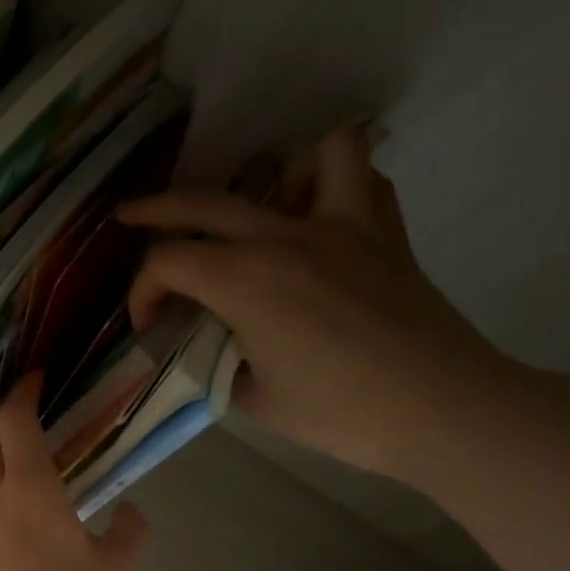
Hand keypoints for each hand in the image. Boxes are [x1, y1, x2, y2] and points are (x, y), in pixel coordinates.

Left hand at [0, 375, 149, 570]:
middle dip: (1, 415)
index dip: (25, 391)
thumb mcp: (116, 567)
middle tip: (27, 410)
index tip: (38, 377)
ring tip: (16, 452)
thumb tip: (129, 513)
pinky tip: (6, 502)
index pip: (16, 420)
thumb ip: (129, 530)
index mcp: (28, 487)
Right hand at [119, 128, 524, 485]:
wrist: (439, 408)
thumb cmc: (339, 412)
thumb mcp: (253, 399)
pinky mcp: (384, 232)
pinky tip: (318, 220)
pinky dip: (333, 185)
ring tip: (261, 213)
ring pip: (304, 157)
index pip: (167, 263)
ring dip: (272, 178)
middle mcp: (286, 237)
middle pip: (204, 201)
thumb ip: (220, 361)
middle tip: (130, 218)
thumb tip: (218, 346)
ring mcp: (342, 225)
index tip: (148, 324)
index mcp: (245, 280)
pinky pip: (360, 177)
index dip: (143, 293)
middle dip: (155, 210)